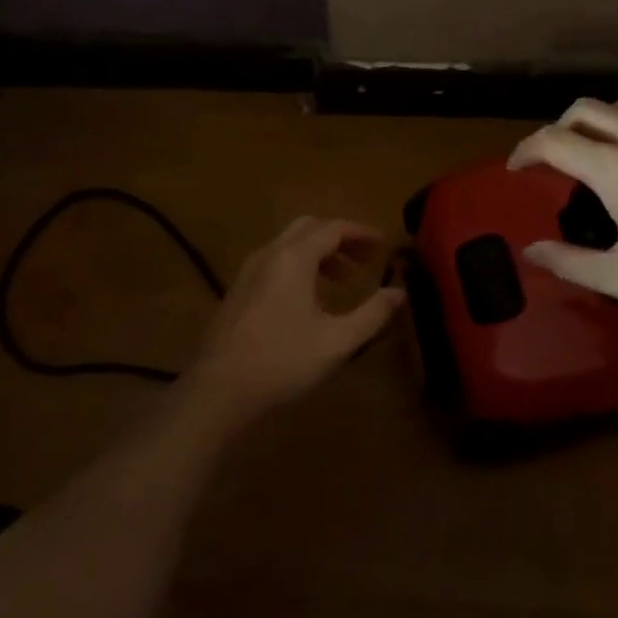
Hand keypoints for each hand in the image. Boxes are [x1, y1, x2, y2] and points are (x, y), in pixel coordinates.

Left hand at [186, 217, 405, 418]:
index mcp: (294, 257)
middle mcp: (270, 253)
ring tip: (343, 281)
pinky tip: (309, 299)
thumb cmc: (282, 361)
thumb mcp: (336, 342)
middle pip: (309, 227)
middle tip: (365, 259)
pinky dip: (299, 265)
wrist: (218, 389)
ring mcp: (249, 269)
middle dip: (340, 238)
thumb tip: (399, 293)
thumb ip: (371, 315)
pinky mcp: (238, 289)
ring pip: (290, 244)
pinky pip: (275, 261)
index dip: (361, 232)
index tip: (384, 243)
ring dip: (319, 252)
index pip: (333, 228)